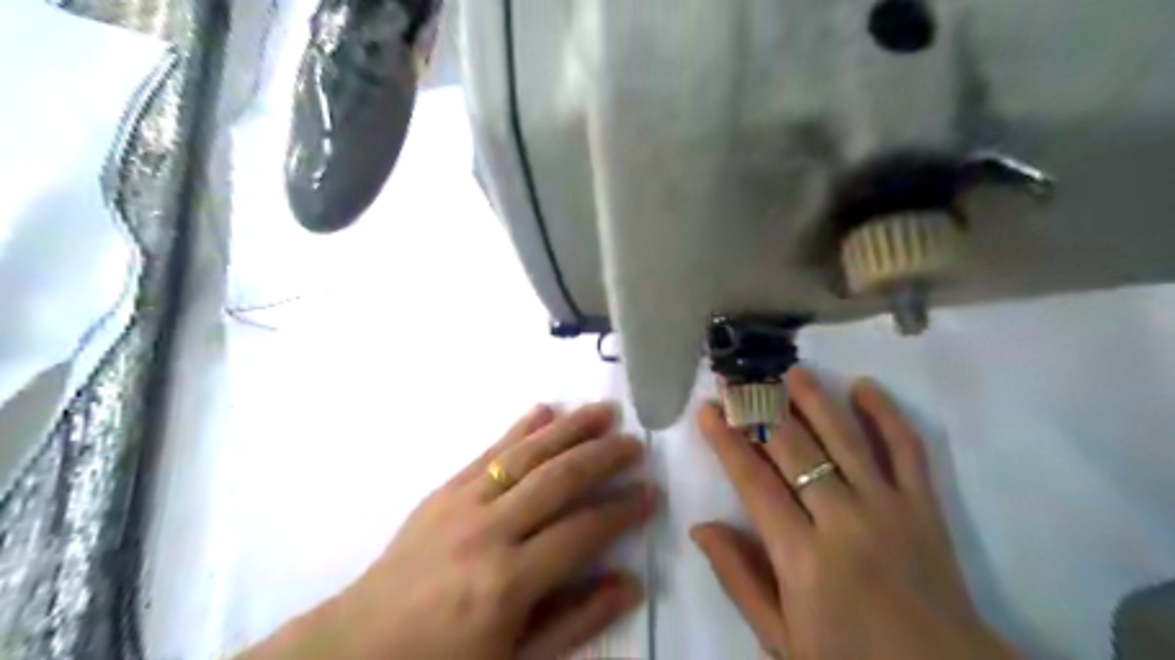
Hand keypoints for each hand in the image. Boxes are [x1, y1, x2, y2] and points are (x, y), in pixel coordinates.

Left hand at [243, 402, 657, 659]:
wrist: (357, 649)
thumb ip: (576, 621)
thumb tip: (630, 582)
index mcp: (508, 582)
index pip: (582, 532)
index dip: (621, 511)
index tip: (650, 492)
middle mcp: (488, 531)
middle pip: (558, 480)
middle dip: (603, 457)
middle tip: (636, 442)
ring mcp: (462, 503)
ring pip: (527, 454)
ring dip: (570, 429)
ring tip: (604, 411)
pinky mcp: (443, 490)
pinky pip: (488, 450)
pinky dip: (520, 428)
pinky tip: (544, 409)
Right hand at [691, 369, 1013, 658]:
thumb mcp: (781, 640)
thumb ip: (740, 579)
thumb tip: (701, 527)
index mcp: (802, 558)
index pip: (753, 482)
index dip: (726, 441)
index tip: (708, 410)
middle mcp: (843, 522)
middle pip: (795, 449)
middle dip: (762, 410)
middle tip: (740, 382)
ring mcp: (889, 508)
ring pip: (845, 437)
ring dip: (815, 399)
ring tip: (791, 372)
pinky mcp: (925, 506)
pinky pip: (907, 449)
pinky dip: (887, 414)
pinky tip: (864, 388)